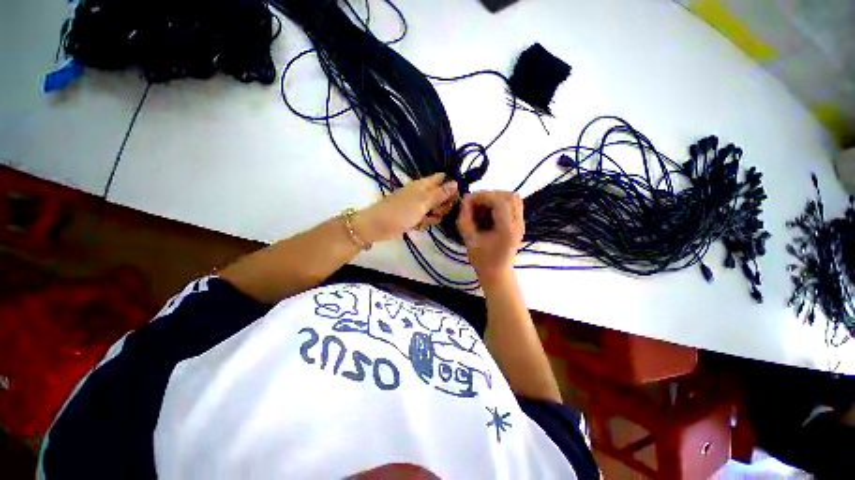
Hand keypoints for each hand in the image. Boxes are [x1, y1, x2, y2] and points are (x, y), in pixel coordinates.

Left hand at [356, 173, 458, 242]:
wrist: (379, 226)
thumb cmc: (401, 211)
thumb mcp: (423, 201)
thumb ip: (440, 194)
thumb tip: (456, 182)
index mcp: (424, 184)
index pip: (442, 179)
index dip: (451, 186)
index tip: (456, 197)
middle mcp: (422, 193)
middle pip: (441, 196)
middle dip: (443, 205)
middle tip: (437, 211)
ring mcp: (418, 206)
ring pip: (435, 210)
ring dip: (434, 216)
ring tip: (425, 219)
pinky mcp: (415, 217)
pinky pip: (427, 219)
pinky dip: (425, 223)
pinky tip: (419, 225)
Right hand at [457, 191, 523, 284]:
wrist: (497, 272)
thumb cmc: (481, 259)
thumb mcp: (468, 239)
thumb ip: (464, 218)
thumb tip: (464, 200)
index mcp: (507, 230)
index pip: (500, 202)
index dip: (483, 197)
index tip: (468, 201)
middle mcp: (518, 224)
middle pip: (510, 196)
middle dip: (490, 195)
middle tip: (475, 203)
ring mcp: (521, 222)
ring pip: (513, 198)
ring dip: (496, 197)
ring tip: (482, 206)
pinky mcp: (519, 222)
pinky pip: (513, 204)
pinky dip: (500, 202)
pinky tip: (489, 211)